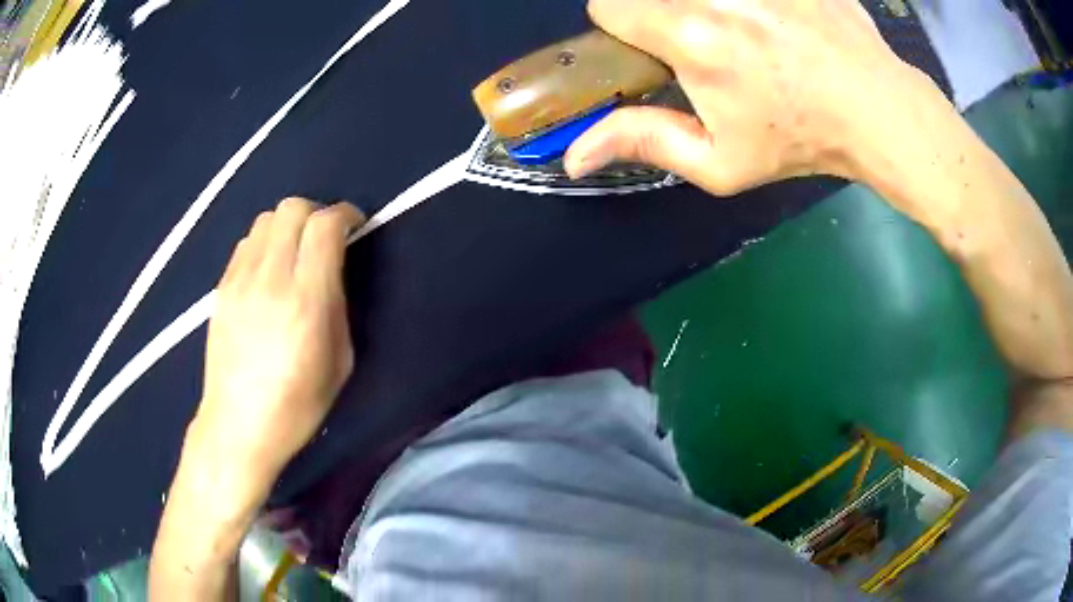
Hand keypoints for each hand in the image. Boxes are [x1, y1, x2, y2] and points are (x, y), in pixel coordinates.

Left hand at [188, 198, 364, 505]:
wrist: (238, 425)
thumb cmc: (297, 405)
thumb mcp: (340, 362)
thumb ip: (338, 306)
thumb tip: (333, 272)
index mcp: (306, 300)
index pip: (325, 226)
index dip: (345, 215)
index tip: (354, 225)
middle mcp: (270, 278)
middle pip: (292, 208)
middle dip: (316, 212)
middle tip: (325, 237)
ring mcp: (239, 280)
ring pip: (266, 219)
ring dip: (288, 225)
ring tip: (295, 252)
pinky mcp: (221, 287)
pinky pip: (246, 243)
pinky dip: (264, 244)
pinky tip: (269, 271)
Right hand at [565, 0, 935, 193]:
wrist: (877, 110)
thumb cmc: (801, 139)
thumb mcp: (721, 163)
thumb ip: (643, 143)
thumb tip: (574, 156)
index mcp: (690, 36)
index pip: (608, 5)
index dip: (623, 28)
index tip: (655, 49)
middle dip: (663, 14)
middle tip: (708, 43)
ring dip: (707, 4)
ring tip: (750, 32)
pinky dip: (751, 1)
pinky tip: (777, 19)